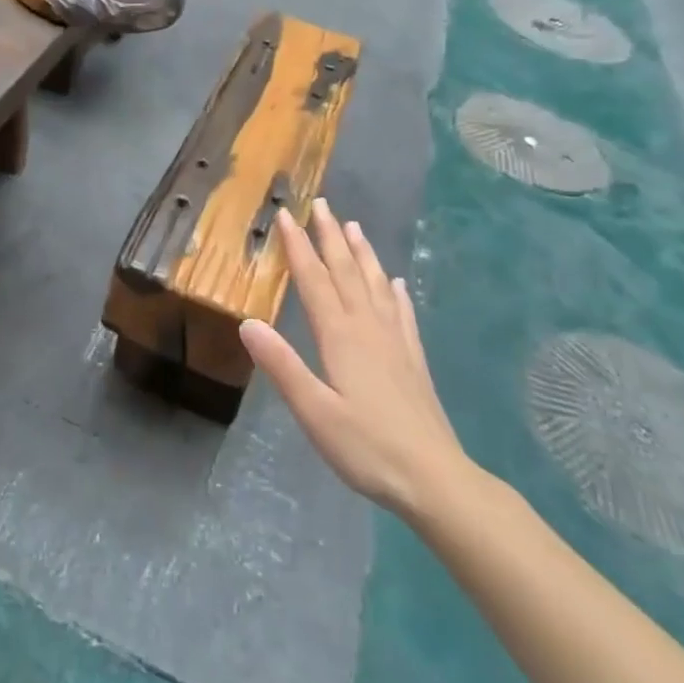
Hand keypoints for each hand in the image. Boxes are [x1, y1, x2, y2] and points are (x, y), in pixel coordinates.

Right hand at [240, 200, 478, 521]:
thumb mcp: (314, 412)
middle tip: (321, 204)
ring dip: (362, 254)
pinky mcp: (413, 360)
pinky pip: (402, 313)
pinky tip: (397, 284)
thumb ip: (281, 366)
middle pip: (347, 272)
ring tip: (354, 227)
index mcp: (341, 336)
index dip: (298, 247)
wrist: (435, 479)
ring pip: (376, 284)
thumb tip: (247, 322)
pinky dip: (396, 292)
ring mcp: (396, 342)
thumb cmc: (367, 447)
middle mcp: (368, 328)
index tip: (286, 215)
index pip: (314, 281)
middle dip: (330, 236)